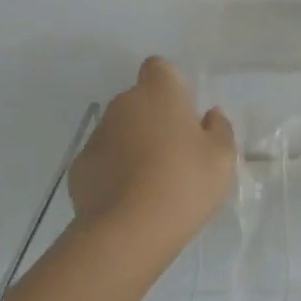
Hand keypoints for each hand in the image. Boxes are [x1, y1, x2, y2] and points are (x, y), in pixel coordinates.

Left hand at [70, 57, 235, 257]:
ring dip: (133, 145)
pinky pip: (103, 159)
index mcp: (159, 93)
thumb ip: (219, 129)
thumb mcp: (222, 158)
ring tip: (152, 182)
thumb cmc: (184, 183)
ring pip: (120, 130)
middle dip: (154, 118)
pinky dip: (114, 171)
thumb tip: (209, 116)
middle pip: (139, 100)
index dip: (171, 85)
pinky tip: (129, 199)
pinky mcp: (79, 167)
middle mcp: (123, 104)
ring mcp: (97, 135)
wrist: (128, 232)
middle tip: (175, 152)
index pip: (159, 68)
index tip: (184, 113)